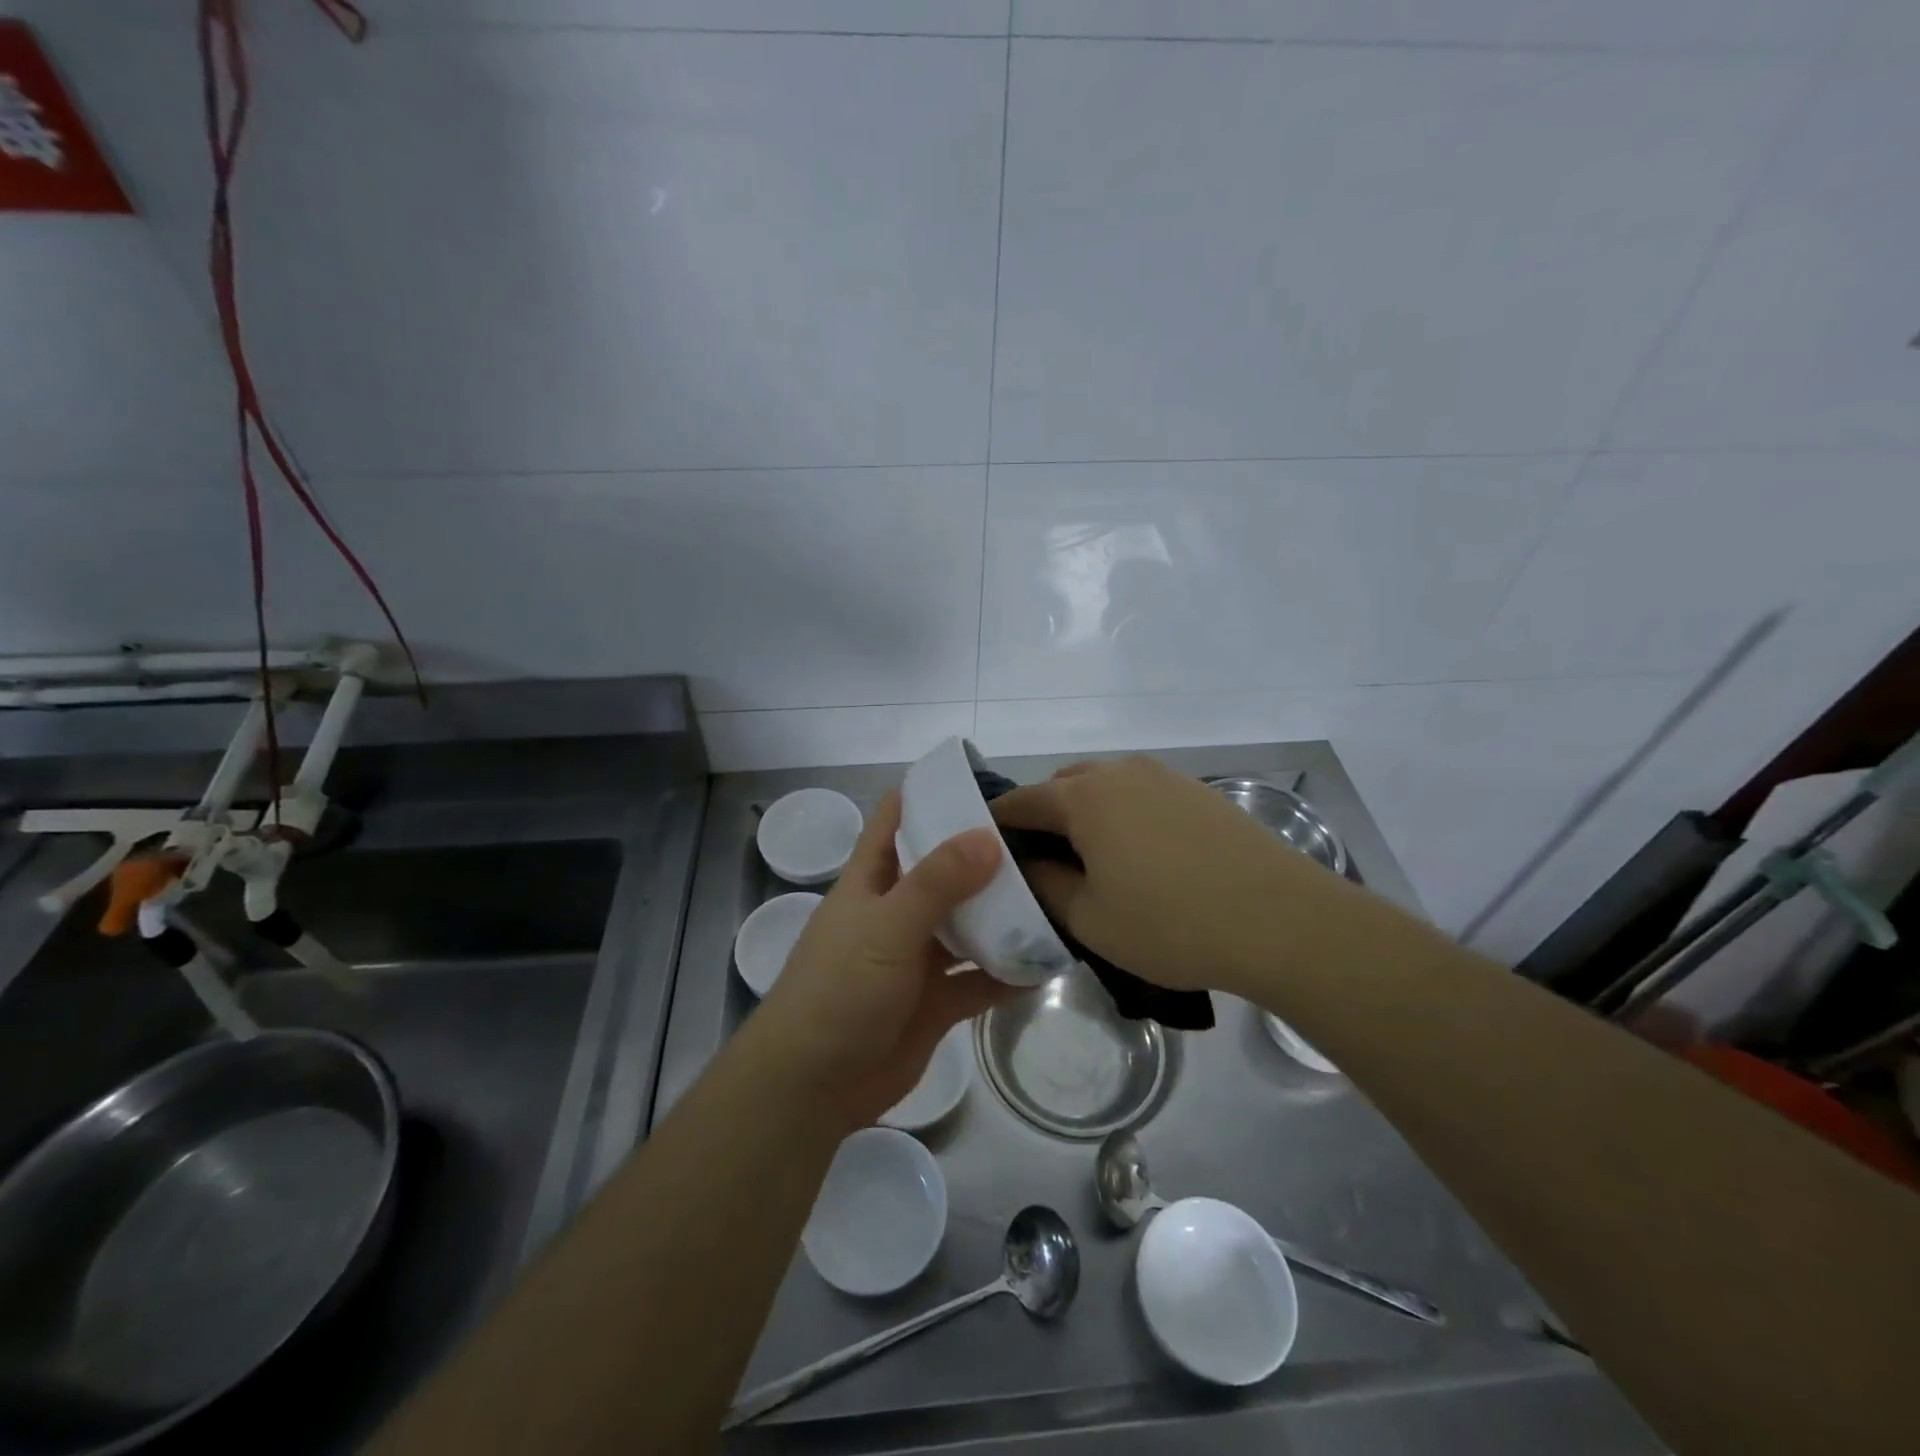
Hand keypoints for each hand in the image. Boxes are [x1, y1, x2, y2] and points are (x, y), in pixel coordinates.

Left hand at [750, 790, 1017, 1131]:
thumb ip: (937, 883)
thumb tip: (988, 835)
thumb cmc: (839, 990)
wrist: (813, 1086)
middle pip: (943, 870)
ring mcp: (917, 958)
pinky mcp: (936, 1002)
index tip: (983, 778)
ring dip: (1002, 914)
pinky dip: (1008, 972)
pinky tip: (1048, 960)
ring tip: (1054, 891)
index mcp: (871, 880)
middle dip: (983, 854)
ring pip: (966, 925)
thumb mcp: (886, 927)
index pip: (896, 818)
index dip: (930, 793)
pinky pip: (979, 979)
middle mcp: (896, 911)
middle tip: (1040, 836)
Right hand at [990, 756, 1342, 993]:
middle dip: (1044, 816)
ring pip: (1105, 786)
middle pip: (1063, 785)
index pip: (1023, 801)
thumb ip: (1046, 885)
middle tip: (1043, 862)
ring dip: (1087, 813)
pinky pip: (1142, 794)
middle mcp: (1120, 773)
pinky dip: (1124, 815)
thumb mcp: (1090, 918)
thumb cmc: (1171, 924)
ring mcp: (1164, 777)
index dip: (999, 823)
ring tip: (1093, 859)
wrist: (1282, 920)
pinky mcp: (1199, 792)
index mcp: (1084, 798)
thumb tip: (1029, 862)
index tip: (988, 849)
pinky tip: (1142, 855)